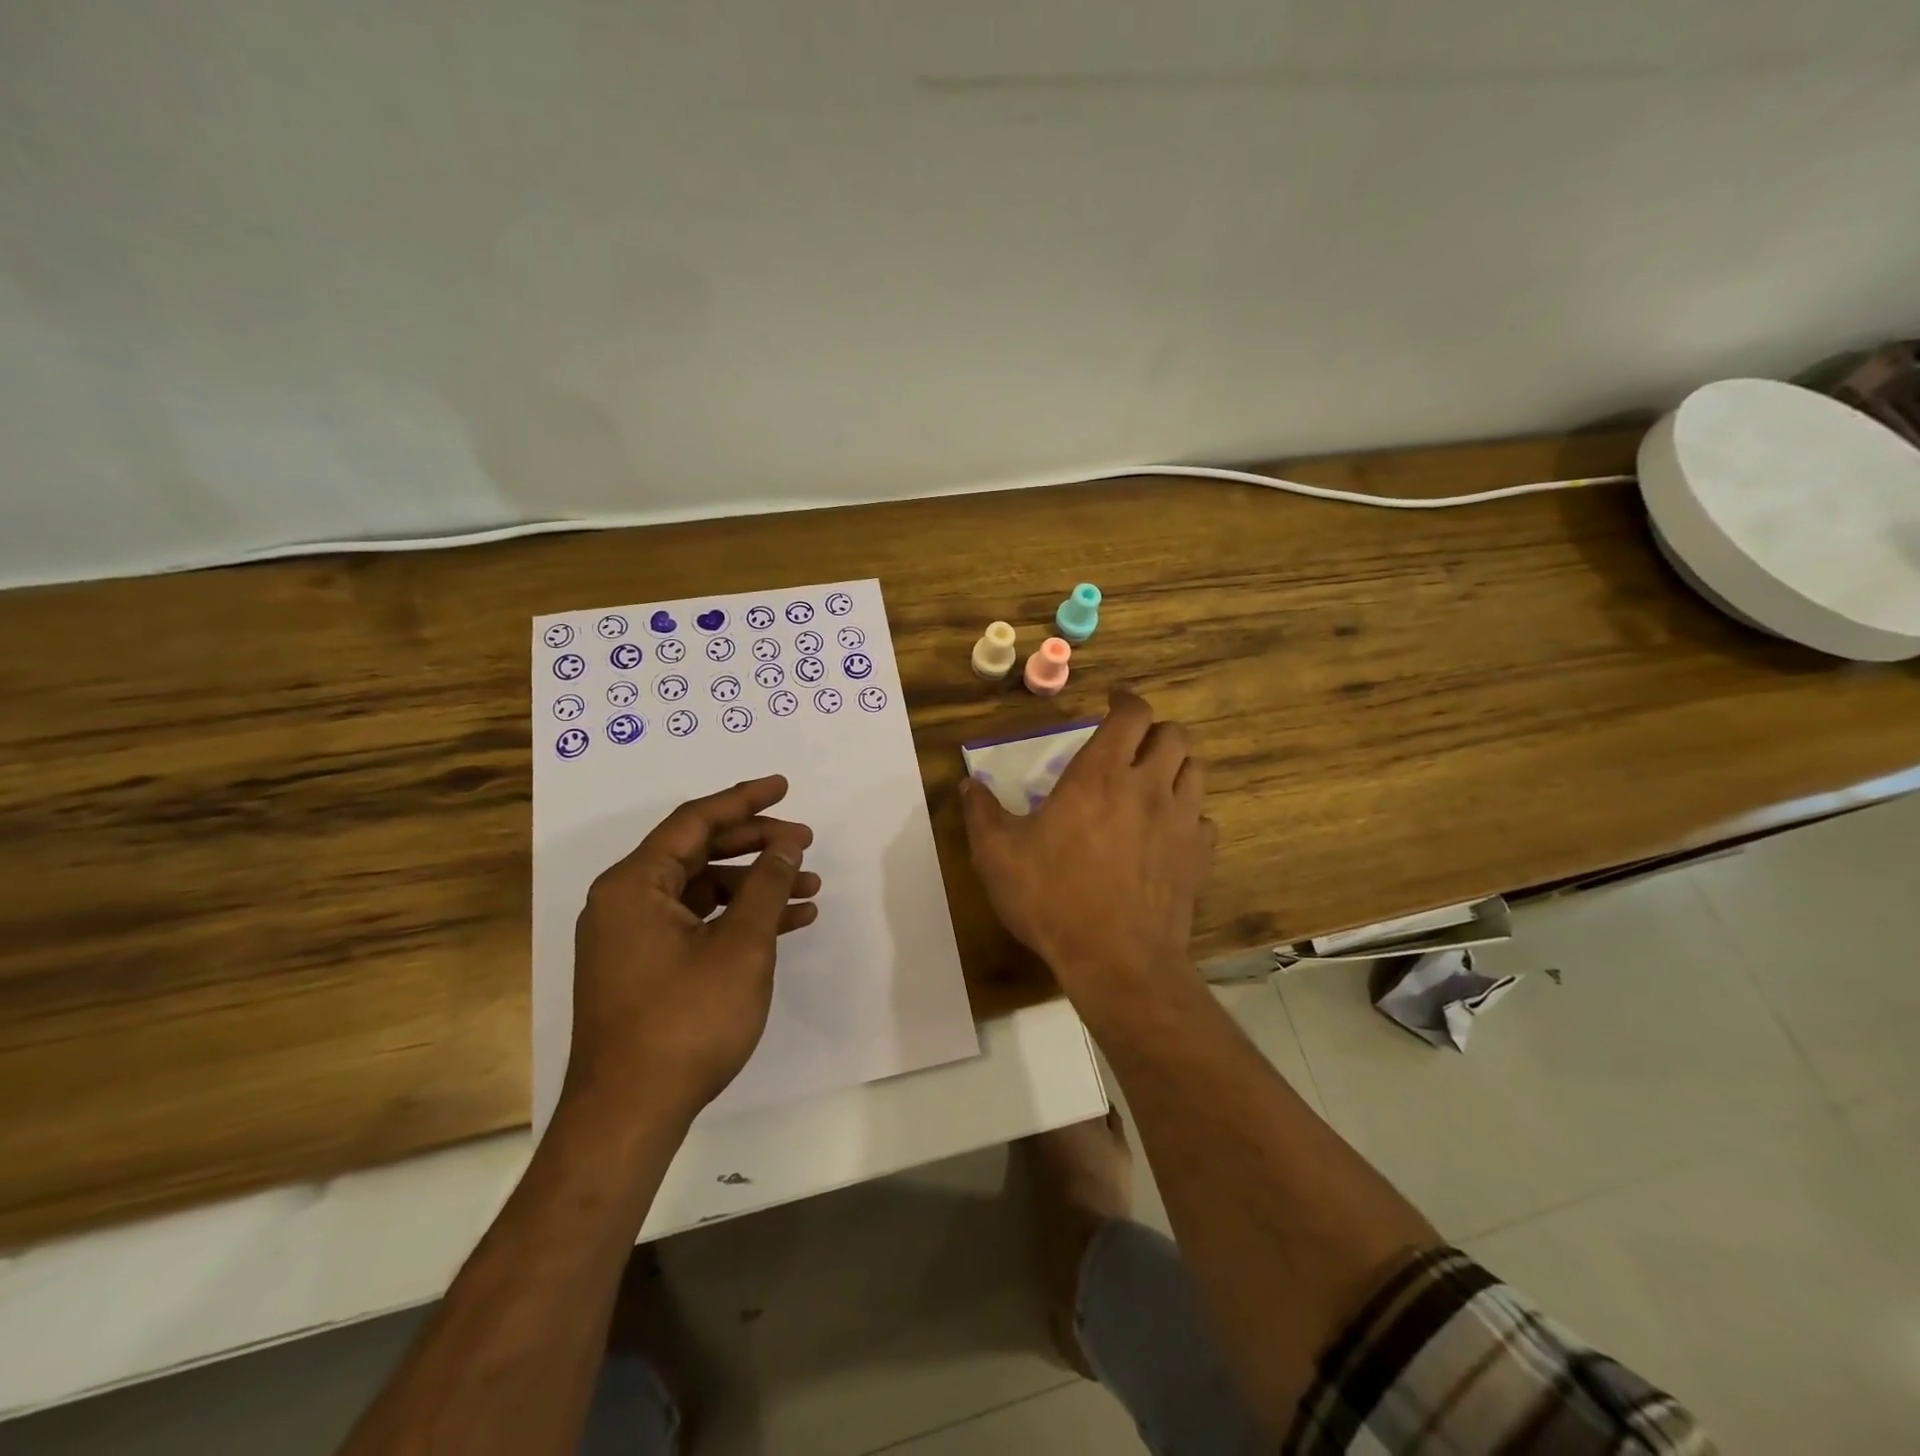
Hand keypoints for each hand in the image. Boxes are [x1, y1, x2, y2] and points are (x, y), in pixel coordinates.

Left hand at [563, 775, 819, 1123]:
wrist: (630, 1115)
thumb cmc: (685, 1020)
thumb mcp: (740, 945)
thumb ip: (766, 885)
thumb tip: (787, 844)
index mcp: (634, 884)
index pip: (694, 821)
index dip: (744, 800)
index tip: (783, 787)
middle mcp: (626, 901)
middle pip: (699, 852)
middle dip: (756, 845)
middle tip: (805, 842)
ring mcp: (633, 937)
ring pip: (703, 890)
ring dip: (755, 886)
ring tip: (809, 889)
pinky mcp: (646, 967)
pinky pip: (698, 923)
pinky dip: (739, 919)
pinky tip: (787, 923)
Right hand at [960, 689, 1214, 1007]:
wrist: (1116, 959)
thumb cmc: (1052, 898)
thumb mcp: (997, 855)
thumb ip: (981, 813)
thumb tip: (967, 785)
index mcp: (1100, 774)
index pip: (1131, 714)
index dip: (1125, 700)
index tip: (1111, 702)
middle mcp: (1148, 786)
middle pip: (1174, 735)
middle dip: (1154, 731)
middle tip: (1132, 744)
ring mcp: (1180, 821)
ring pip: (1196, 771)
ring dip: (1176, 766)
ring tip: (1154, 779)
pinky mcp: (1198, 857)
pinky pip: (1204, 819)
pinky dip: (1188, 815)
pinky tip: (1168, 831)